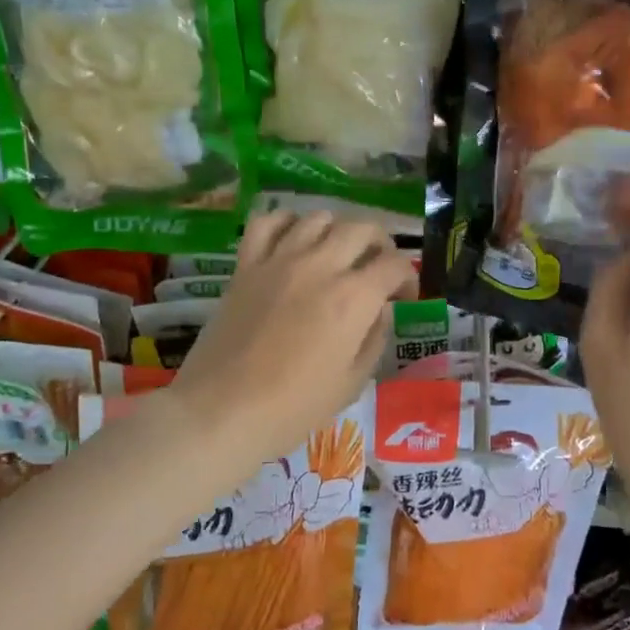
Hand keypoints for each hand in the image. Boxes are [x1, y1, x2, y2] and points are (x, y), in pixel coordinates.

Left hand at [171, 210, 413, 461]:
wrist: (221, 411)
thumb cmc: (293, 408)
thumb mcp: (350, 383)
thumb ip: (373, 339)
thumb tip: (380, 311)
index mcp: (353, 298)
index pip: (395, 265)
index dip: (407, 278)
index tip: (403, 297)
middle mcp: (320, 266)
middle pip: (362, 229)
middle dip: (380, 245)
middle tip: (377, 269)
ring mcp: (279, 260)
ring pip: (318, 218)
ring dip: (336, 231)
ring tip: (336, 254)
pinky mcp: (245, 265)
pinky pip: (267, 222)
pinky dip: (285, 223)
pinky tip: (292, 241)